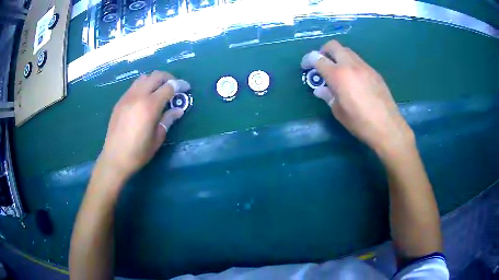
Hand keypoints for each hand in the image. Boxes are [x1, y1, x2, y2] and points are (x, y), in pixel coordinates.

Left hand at [98, 71, 189, 179]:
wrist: (114, 158)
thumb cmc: (138, 152)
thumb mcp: (158, 138)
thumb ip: (168, 119)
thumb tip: (178, 110)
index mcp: (150, 106)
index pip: (169, 86)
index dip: (180, 85)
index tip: (187, 88)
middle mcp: (138, 96)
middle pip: (156, 76)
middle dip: (168, 78)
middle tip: (174, 87)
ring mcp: (127, 97)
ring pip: (143, 78)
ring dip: (154, 80)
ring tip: (159, 90)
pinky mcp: (120, 101)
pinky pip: (134, 86)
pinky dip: (143, 86)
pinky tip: (144, 99)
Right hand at [301, 40, 413, 156]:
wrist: (387, 127)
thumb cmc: (360, 123)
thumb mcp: (338, 112)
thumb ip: (328, 96)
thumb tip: (320, 89)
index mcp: (338, 75)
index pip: (317, 58)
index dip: (308, 60)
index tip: (306, 66)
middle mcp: (351, 65)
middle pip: (333, 45)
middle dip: (324, 51)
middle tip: (322, 64)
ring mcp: (365, 67)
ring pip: (347, 51)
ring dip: (339, 56)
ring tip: (338, 72)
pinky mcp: (374, 72)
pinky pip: (359, 61)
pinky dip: (351, 64)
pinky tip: (354, 80)